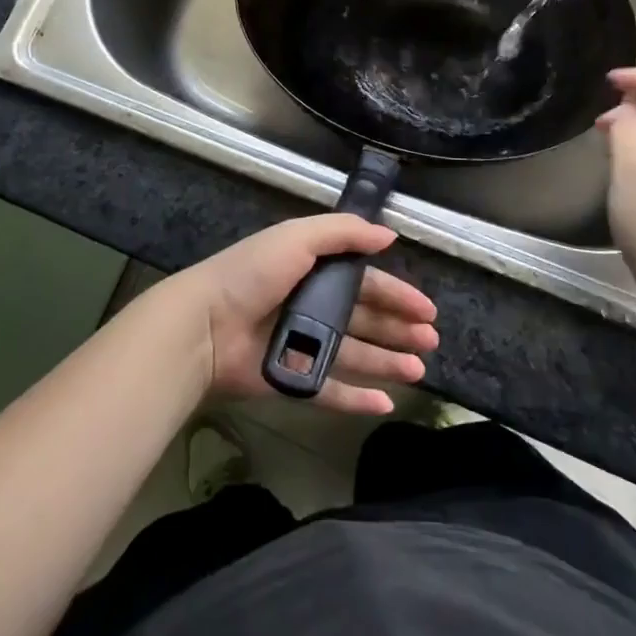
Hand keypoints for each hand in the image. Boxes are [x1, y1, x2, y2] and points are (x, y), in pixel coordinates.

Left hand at [164, 215, 438, 415]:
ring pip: (355, 355)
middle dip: (399, 329)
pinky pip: (331, 390)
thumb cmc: (252, 274)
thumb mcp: (298, 237)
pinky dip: (357, 397)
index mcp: (313, 269)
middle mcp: (311, 305)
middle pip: (365, 319)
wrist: (204, 325)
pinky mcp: (292, 379)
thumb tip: (389, 234)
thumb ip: (344, 232)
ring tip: (419, 371)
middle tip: (431, 342)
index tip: (427, 310)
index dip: (396, 294)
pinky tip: (386, 402)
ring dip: (387, 362)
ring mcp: (302, 344)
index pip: (364, 282)